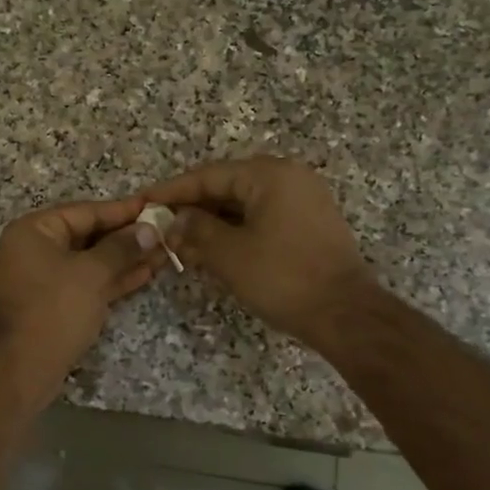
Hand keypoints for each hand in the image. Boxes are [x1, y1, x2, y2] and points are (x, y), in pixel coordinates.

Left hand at [0, 197, 162, 402]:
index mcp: (33, 231)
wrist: (23, 368)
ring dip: (125, 259)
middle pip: (87, 235)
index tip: (155, 206)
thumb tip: (149, 229)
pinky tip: (145, 274)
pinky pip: (86, 283)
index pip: (85, 211)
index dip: (122, 210)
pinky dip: (112, 279)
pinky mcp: (53, 304)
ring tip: (164, 253)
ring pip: (90, 262)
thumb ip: (121, 247)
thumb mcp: (91, 273)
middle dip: (126, 237)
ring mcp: (43, 278)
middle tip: (165, 232)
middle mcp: (34, 249)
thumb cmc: (55, 309)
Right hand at [143, 157, 375, 350]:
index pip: (209, 175)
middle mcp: (289, 178)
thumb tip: (175, 220)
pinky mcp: (308, 226)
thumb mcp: (229, 253)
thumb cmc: (282, 277)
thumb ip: (196, 230)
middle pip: (227, 187)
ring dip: (211, 225)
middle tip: (160, 228)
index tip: (144, 201)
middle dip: (192, 210)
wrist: (345, 314)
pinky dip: (234, 233)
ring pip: (243, 206)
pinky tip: (210, 252)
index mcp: (270, 175)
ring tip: (180, 246)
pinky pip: (261, 219)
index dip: (173, 191)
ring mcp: (302, 202)